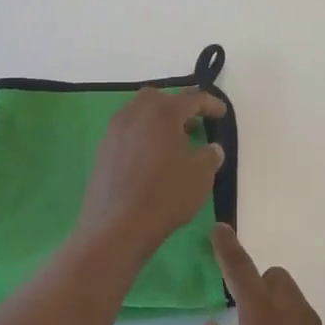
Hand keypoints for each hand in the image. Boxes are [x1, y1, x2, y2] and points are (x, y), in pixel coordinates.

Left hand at [75, 87, 226, 259]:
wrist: (117, 226)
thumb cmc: (166, 195)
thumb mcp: (201, 175)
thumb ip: (209, 156)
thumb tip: (211, 148)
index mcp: (162, 113)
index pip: (191, 98)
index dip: (210, 104)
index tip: (222, 113)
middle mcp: (134, 114)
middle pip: (158, 99)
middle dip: (177, 106)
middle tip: (191, 124)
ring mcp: (114, 132)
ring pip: (138, 114)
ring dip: (157, 122)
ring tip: (172, 143)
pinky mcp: (102, 152)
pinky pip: (126, 134)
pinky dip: (142, 138)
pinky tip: (150, 160)